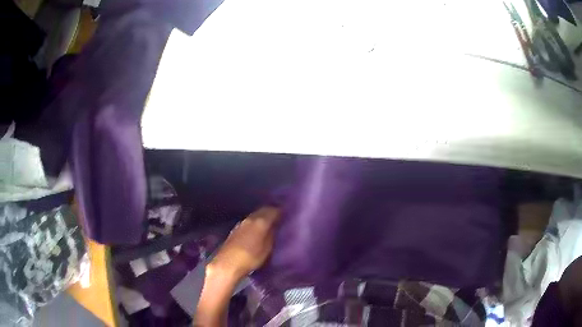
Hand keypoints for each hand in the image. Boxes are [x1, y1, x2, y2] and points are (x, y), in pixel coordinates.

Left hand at [209, 206, 279, 282]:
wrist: (228, 264)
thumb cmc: (251, 257)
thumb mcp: (268, 248)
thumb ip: (273, 234)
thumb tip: (277, 225)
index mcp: (260, 221)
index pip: (274, 210)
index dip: (282, 211)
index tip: (288, 215)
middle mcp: (250, 218)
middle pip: (263, 210)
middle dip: (272, 212)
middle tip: (280, 218)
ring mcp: (242, 223)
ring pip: (256, 215)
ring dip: (263, 217)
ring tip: (270, 224)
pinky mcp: (236, 229)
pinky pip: (250, 221)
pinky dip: (256, 222)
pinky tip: (258, 230)